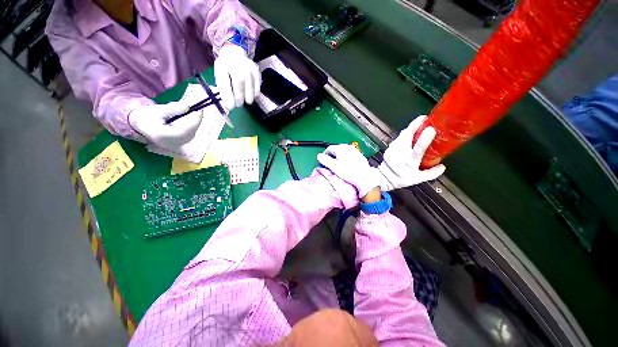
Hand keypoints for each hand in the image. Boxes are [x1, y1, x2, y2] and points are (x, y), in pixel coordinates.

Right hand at [128, 101, 201, 149]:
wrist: (139, 125)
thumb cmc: (146, 116)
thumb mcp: (157, 109)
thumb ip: (173, 109)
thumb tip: (188, 106)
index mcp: (165, 135)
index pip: (186, 129)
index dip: (195, 119)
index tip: (199, 109)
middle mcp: (172, 143)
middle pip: (191, 131)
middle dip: (195, 119)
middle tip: (195, 108)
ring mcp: (177, 145)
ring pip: (192, 133)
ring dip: (193, 122)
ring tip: (187, 112)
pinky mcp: (179, 144)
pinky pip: (189, 135)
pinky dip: (191, 126)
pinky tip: (185, 119)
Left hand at [214, 44, 260, 109]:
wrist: (235, 54)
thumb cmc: (226, 68)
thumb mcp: (220, 76)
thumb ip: (223, 89)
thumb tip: (229, 105)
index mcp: (223, 66)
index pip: (226, 83)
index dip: (228, 97)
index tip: (230, 107)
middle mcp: (237, 65)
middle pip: (240, 86)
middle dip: (239, 98)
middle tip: (238, 104)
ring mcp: (249, 68)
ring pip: (251, 89)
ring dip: (248, 98)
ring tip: (245, 100)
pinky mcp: (257, 72)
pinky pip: (257, 89)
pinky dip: (254, 94)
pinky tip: (250, 92)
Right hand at [317, 144, 379, 198]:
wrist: (363, 177)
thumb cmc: (349, 172)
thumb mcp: (334, 166)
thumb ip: (325, 160)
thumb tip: (319, 156)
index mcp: (341, 148)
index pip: (329, 148)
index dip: (325, 154)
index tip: (324, 160)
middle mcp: (348, 147)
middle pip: (337, 149)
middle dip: (333, 155)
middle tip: (331, 164)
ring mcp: (354, 151)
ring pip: (344, 152)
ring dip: (340, 157)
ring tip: (339, 165)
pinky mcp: (359, 156)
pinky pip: (350, 155)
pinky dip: (347, 158)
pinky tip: (347, 165)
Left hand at [375, 115, 445, 190]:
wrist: (383, 178)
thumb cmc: (401, 178)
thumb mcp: (418, 179)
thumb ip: (431, 173)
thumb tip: (443, 167)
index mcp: (410, 161)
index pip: (418, 149)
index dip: (424, 139)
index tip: (431, 129)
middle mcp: (401, 153)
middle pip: (407, 135)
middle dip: (415, 125)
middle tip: (425, 119)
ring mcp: (393, 149)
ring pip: (402, 134)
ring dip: (411, 128)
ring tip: (419, 123)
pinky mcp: (389, 147)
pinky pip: (399, 138)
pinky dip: (405, 134)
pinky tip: (410, 133)